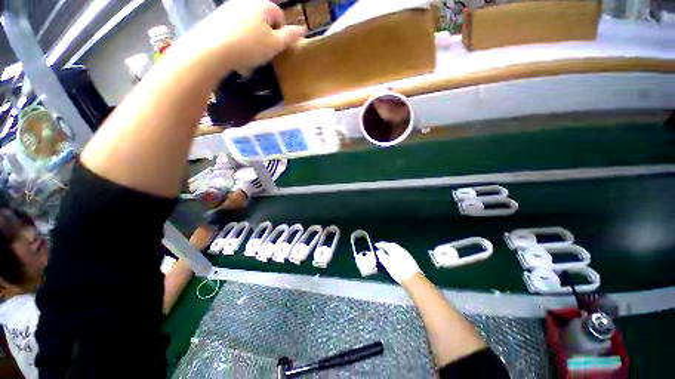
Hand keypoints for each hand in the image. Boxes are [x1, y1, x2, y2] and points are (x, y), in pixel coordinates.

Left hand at [185, 0, 305, 75]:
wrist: (211, 49)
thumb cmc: (249, 46)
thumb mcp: (275, 45)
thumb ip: (290, 37)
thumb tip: (303, 29)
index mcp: (263, 5)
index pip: (279, 16)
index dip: (282, 34)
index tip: (277, 49)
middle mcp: (246, 1)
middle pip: (262, 21)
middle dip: (265, 38)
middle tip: (264, 55)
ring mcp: (229, 8)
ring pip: (248, 27)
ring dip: (252, 42)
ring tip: (249, 59)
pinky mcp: (216, 18)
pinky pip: (234, 30)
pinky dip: (238, 42)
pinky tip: (236, 55)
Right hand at [375, 242, 421, 284]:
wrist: (412, 278)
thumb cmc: (397, 270)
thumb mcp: (387, 263)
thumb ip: (381, 256)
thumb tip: (378, 251)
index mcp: (393, 249)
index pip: (385, 244)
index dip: (380, 244)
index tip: (376, 245)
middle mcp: (400, 249)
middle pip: (392, 245)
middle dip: (386, 246)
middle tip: (382, 249)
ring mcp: (406, 253)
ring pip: (397, 248)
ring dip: (392, 249)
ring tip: (388, 254)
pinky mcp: (410, 258)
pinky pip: (401, 252)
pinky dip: (396, 253)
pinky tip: (395, 258)